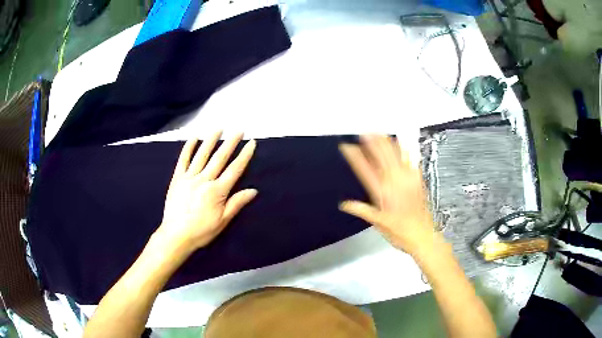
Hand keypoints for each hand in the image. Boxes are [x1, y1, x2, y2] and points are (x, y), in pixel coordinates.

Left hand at [156, 131, 256, 253]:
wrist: (176, 235)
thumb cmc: (201, 231)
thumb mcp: (223, 221)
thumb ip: (237, 203)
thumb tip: (253, 190)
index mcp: (217, 191)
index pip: (234, 169)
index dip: (244, 155)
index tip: (251, 143)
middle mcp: (204, 180)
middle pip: (220, 158)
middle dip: (231, 142)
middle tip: (239, 130)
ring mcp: (189, 177)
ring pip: (202, 155)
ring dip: (211, 140)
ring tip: (219, 128)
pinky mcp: (177, 178)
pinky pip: (183, 160)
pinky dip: (188, 148)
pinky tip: (194, 138)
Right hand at [339, 135, 436, 255]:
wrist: (422, 235)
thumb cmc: (399, 232)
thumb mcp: (378, 223)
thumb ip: (362, 210)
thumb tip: (344, 204)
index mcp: (382, 192)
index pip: (365, 170)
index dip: (355, 157)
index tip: (346, 147)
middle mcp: (394, 181)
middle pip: (381, 157)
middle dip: (372, 143)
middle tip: (364, 132)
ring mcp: (407, 179)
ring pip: (395, 155)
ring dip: (386, 143)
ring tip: (379, 132)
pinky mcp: (417, 180)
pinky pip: (411, 161)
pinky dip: (405, 151)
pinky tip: (402, 144)